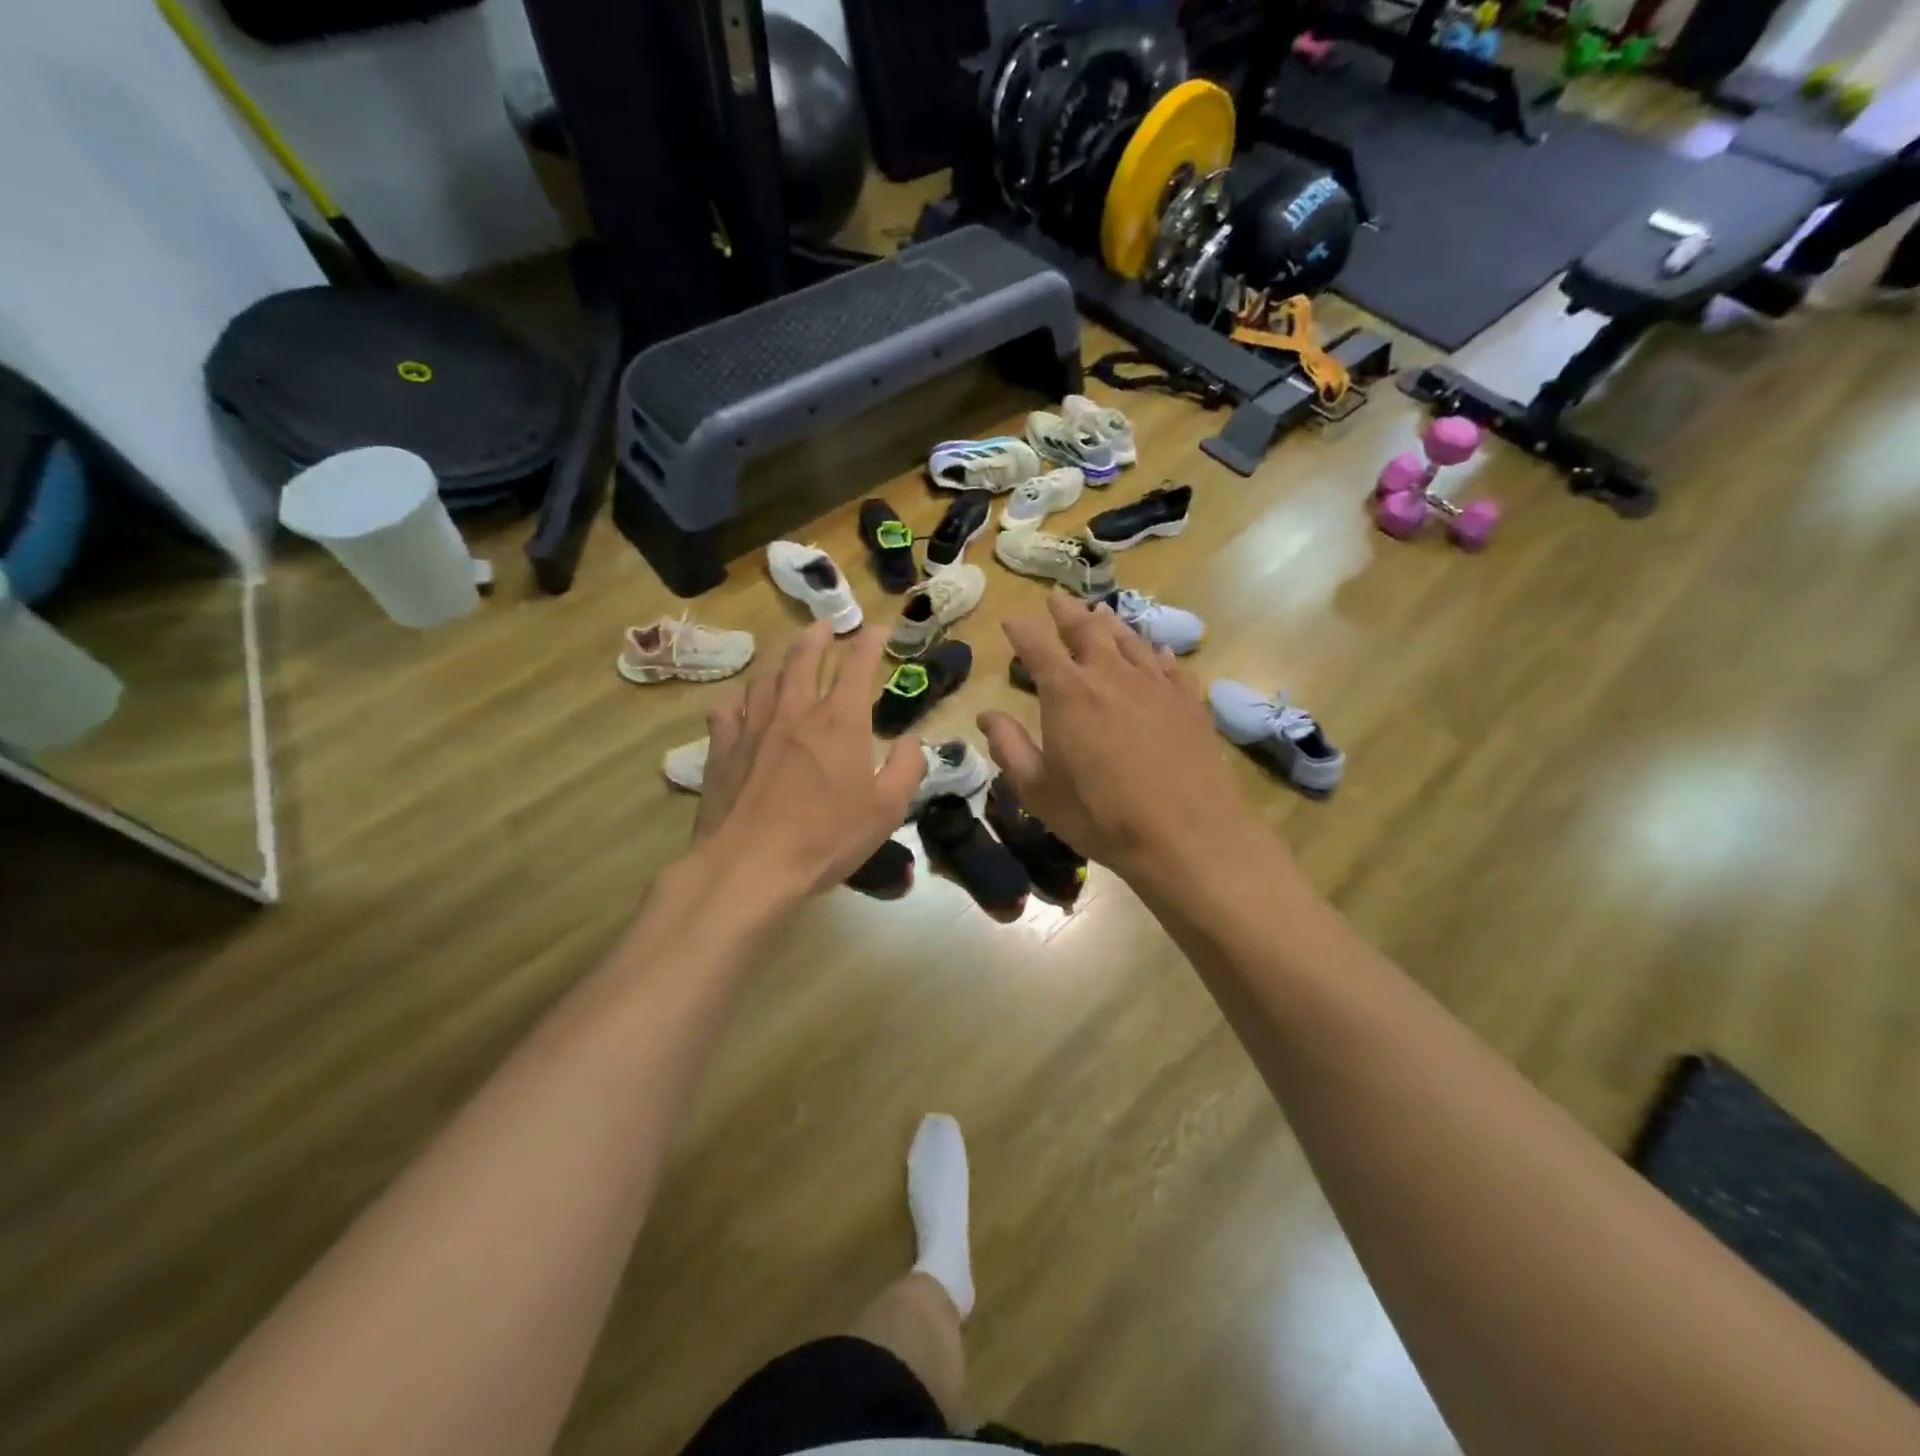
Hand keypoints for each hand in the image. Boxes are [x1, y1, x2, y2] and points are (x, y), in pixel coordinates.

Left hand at [692, 622, 921, 899]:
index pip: (857, 666)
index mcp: (840, 721)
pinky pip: (729, 709)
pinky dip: (741, 698)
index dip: (869, 643)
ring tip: (789, 658)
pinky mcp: (723, 748)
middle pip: (804, 657)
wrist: (749, 865)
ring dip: (782, 661)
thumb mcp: (886, 810)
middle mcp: (796, 711)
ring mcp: (753, 726)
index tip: (877, 630)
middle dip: (819, 636)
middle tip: (826, 625)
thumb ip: (906, 769)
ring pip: (766, 678)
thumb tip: (909, 741)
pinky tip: (742, 702)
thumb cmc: (826, 838)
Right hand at [978, 595, 1257, 877]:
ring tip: (1100, 613)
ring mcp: (1154, 684)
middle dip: (1067, 613)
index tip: (1012, 620)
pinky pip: (1169, 665)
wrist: (1185, 834)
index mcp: (1068, 693)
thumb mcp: (1039, 791)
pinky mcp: (1187, 701)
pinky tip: (1155, 653)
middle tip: (1057, 600)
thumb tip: (987, 715)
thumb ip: (1009, 748)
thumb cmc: (1100, 815)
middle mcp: (1110, 675)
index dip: (1022, 630)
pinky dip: (1155, 653)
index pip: (1037, 647)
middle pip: (1087, 630)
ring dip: (1110, 624)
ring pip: (1129, 640)